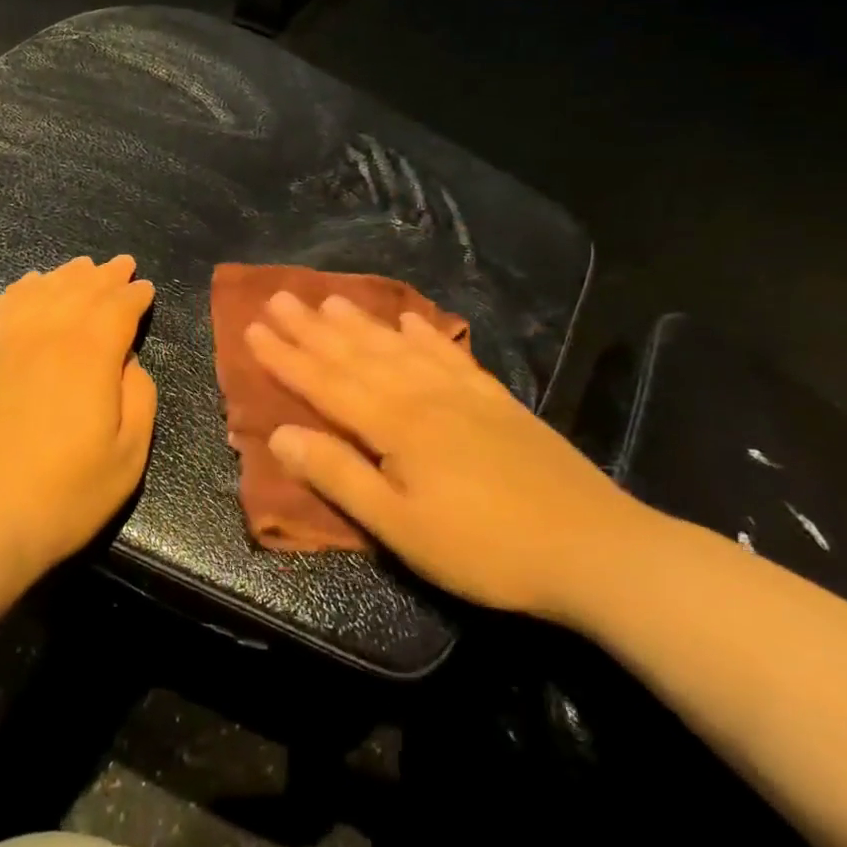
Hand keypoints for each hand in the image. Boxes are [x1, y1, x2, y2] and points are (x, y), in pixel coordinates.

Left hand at [0, 255, 157, 581]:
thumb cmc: (60, 496)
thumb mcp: (127, 457)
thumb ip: (140, 397)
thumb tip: (127, 360)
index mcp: (90, 353)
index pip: (118, 307)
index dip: (135, 294)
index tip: (145, 288)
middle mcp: (46, 332)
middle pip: (80, 289)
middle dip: (105, 275)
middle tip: (120, 265)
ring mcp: (1, 341)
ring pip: (39, 290)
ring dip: (65, 275)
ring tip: (80, 268)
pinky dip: (19, 289)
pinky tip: (27, 285)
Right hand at [245, 291, 652, 620]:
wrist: (594, 548)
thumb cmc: (484, 548)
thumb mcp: (399, 527)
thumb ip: (339, 476)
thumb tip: (280, 435)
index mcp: (394, 424)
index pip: (325, 383)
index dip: (286, 357)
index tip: (252, 329)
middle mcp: (422, 395)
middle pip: (356, 354)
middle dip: (312, 328)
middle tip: (279, 298)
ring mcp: (462, 393)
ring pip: (397, 347)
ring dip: (359, 322)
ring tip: (329, 298)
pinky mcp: (496, 401)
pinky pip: (449, 354)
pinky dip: (424, 334)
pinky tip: (410, 320)